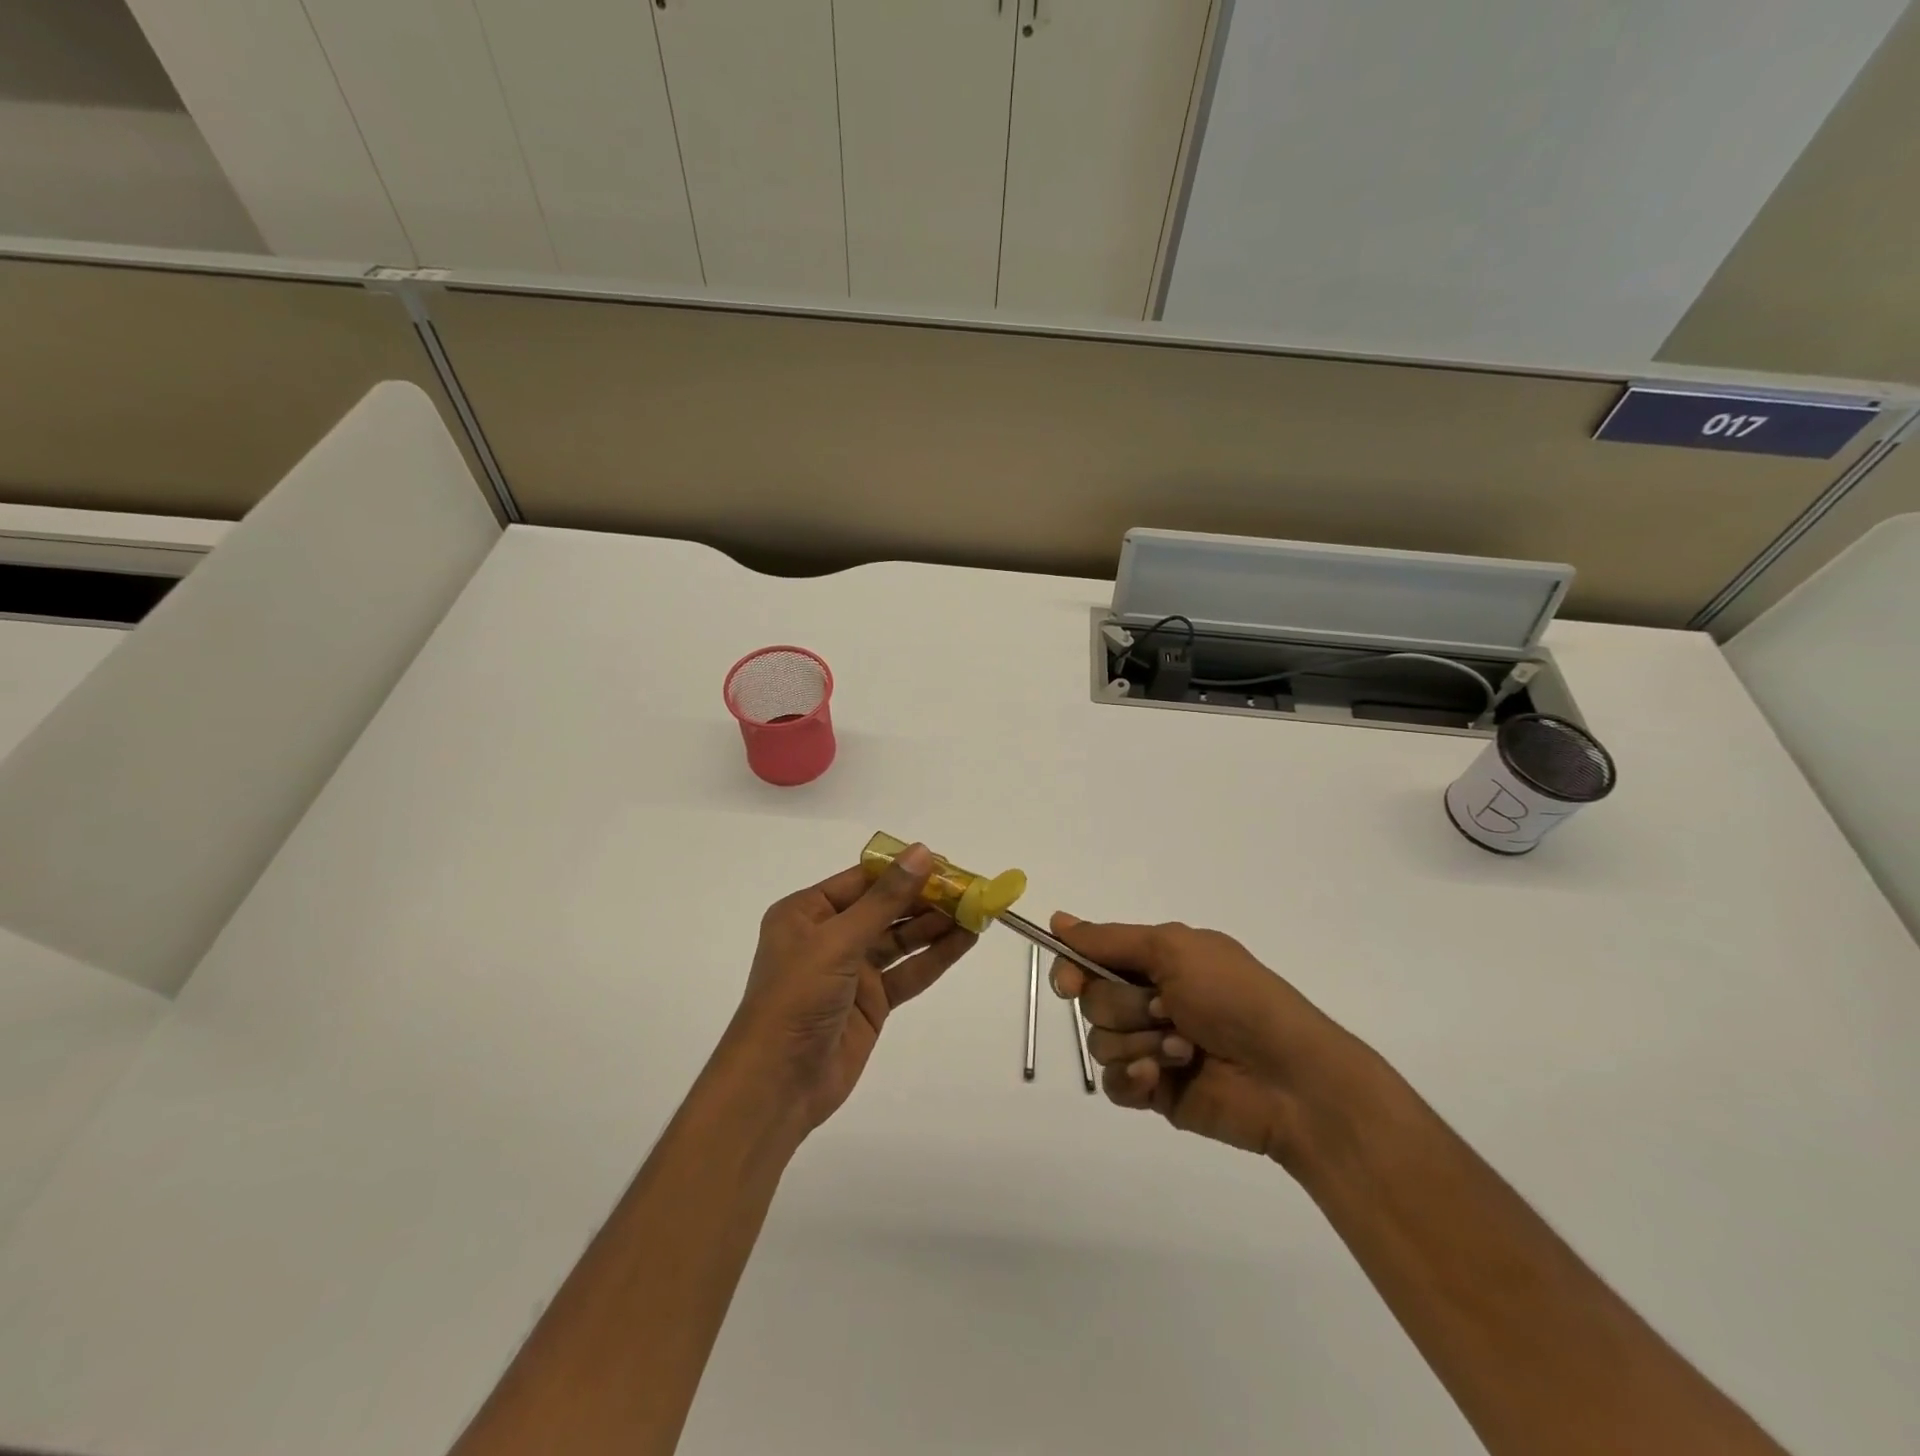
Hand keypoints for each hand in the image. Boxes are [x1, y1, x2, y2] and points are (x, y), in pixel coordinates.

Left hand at [726, 845, 976, 1134]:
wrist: (778, 1083)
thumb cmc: (797, 998)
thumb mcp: (839, 941)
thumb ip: (884, 900)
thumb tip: (921, 853)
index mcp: (808, 912)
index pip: (863, 880)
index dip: (903, 871)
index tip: (945, 864)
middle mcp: (829, 936)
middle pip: (885, 909)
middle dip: (926, 899)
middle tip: (969, 890)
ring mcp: (852, 970)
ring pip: (900, 940)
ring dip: (936, 926)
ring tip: (977, 911)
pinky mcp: (871, 1002)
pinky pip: (908, 972)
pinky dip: (935, 957)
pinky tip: (965, 941)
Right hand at [1049, 915, 1361, 1165]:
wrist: (1288, 1077)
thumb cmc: (1235, 997)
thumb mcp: (1173, 950)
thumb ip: (1110, 940)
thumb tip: (1057, 919)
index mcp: (1155, 961)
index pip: (1090, 958)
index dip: (1073, 969)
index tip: (1070, 982)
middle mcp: (1148, 999)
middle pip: (1092, 1001)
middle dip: (1126, 1007)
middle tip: (1170, 1009)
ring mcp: (1149, 1046)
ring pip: (1100, 1042)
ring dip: (1139, 1042)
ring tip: (1184, 1048)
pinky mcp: (1154, 1091)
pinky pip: (1114, 1084)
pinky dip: (1133, 1078)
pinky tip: (1160, 1078)